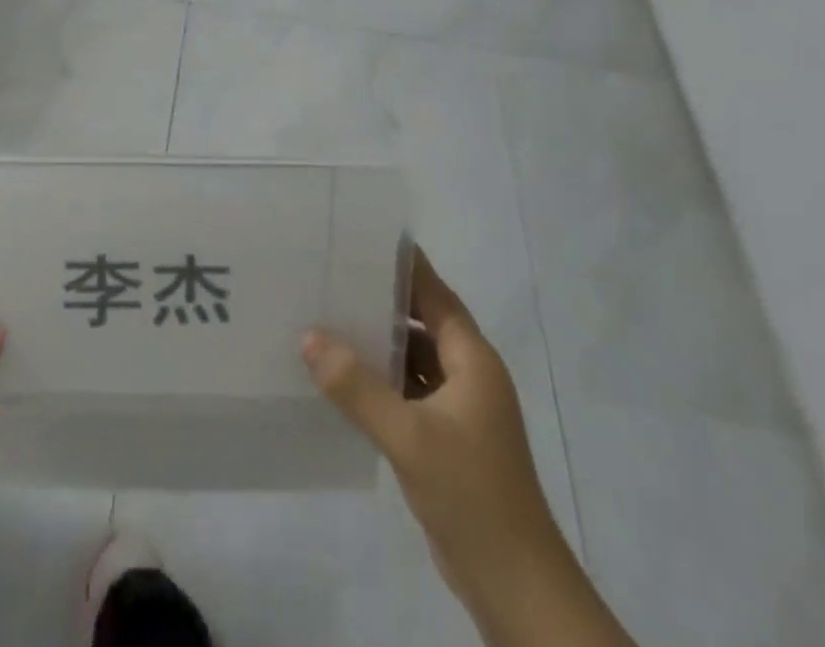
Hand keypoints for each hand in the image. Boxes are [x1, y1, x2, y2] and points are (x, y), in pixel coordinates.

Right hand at [303, 249, 632, 646]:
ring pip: (414, 359)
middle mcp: (469, 376)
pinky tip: (342, 379)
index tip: (364, 238)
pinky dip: (381, 381)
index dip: (404, 266)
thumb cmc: (471, 495)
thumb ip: (357, 387)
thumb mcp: (408, 436)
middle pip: (422, 322)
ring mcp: (460, 410)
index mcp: (473, 361)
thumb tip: (309, 338)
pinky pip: (408, 392)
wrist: (515, 586)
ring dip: (378, 344)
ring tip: (327, 319)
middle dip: (381, 301)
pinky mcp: (447, 439)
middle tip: (332, 275)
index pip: (435, 295)